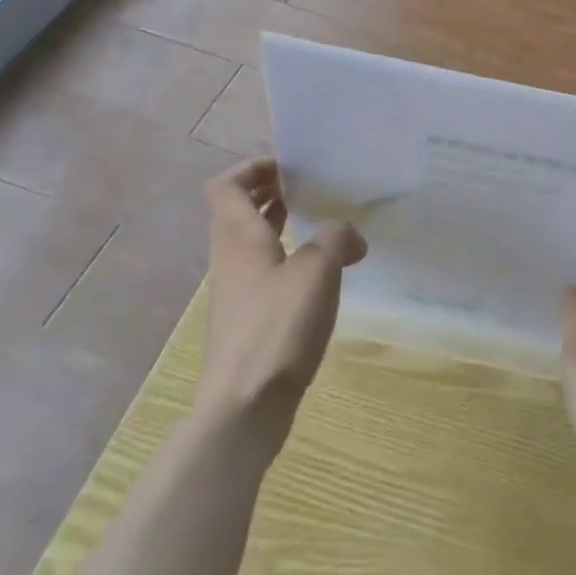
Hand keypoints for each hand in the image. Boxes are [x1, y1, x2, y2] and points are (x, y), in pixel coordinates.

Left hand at [197, 158, 365, 452]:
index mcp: (239, 238)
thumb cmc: (277, 327)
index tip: (287, 166)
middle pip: (235, 212)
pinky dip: (284, 258)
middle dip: (267, 193)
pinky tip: (318, 273)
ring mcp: (236, 293)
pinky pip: (262, 272)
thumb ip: (336, 239)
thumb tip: (350, 236)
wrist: (244, 408)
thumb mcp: (318, 270)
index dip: (250, 168)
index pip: (225, 186)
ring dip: (276, 225)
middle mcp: (230, 259)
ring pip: (249, 243)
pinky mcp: (246, 322)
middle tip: (305, 187)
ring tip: (316, 222)